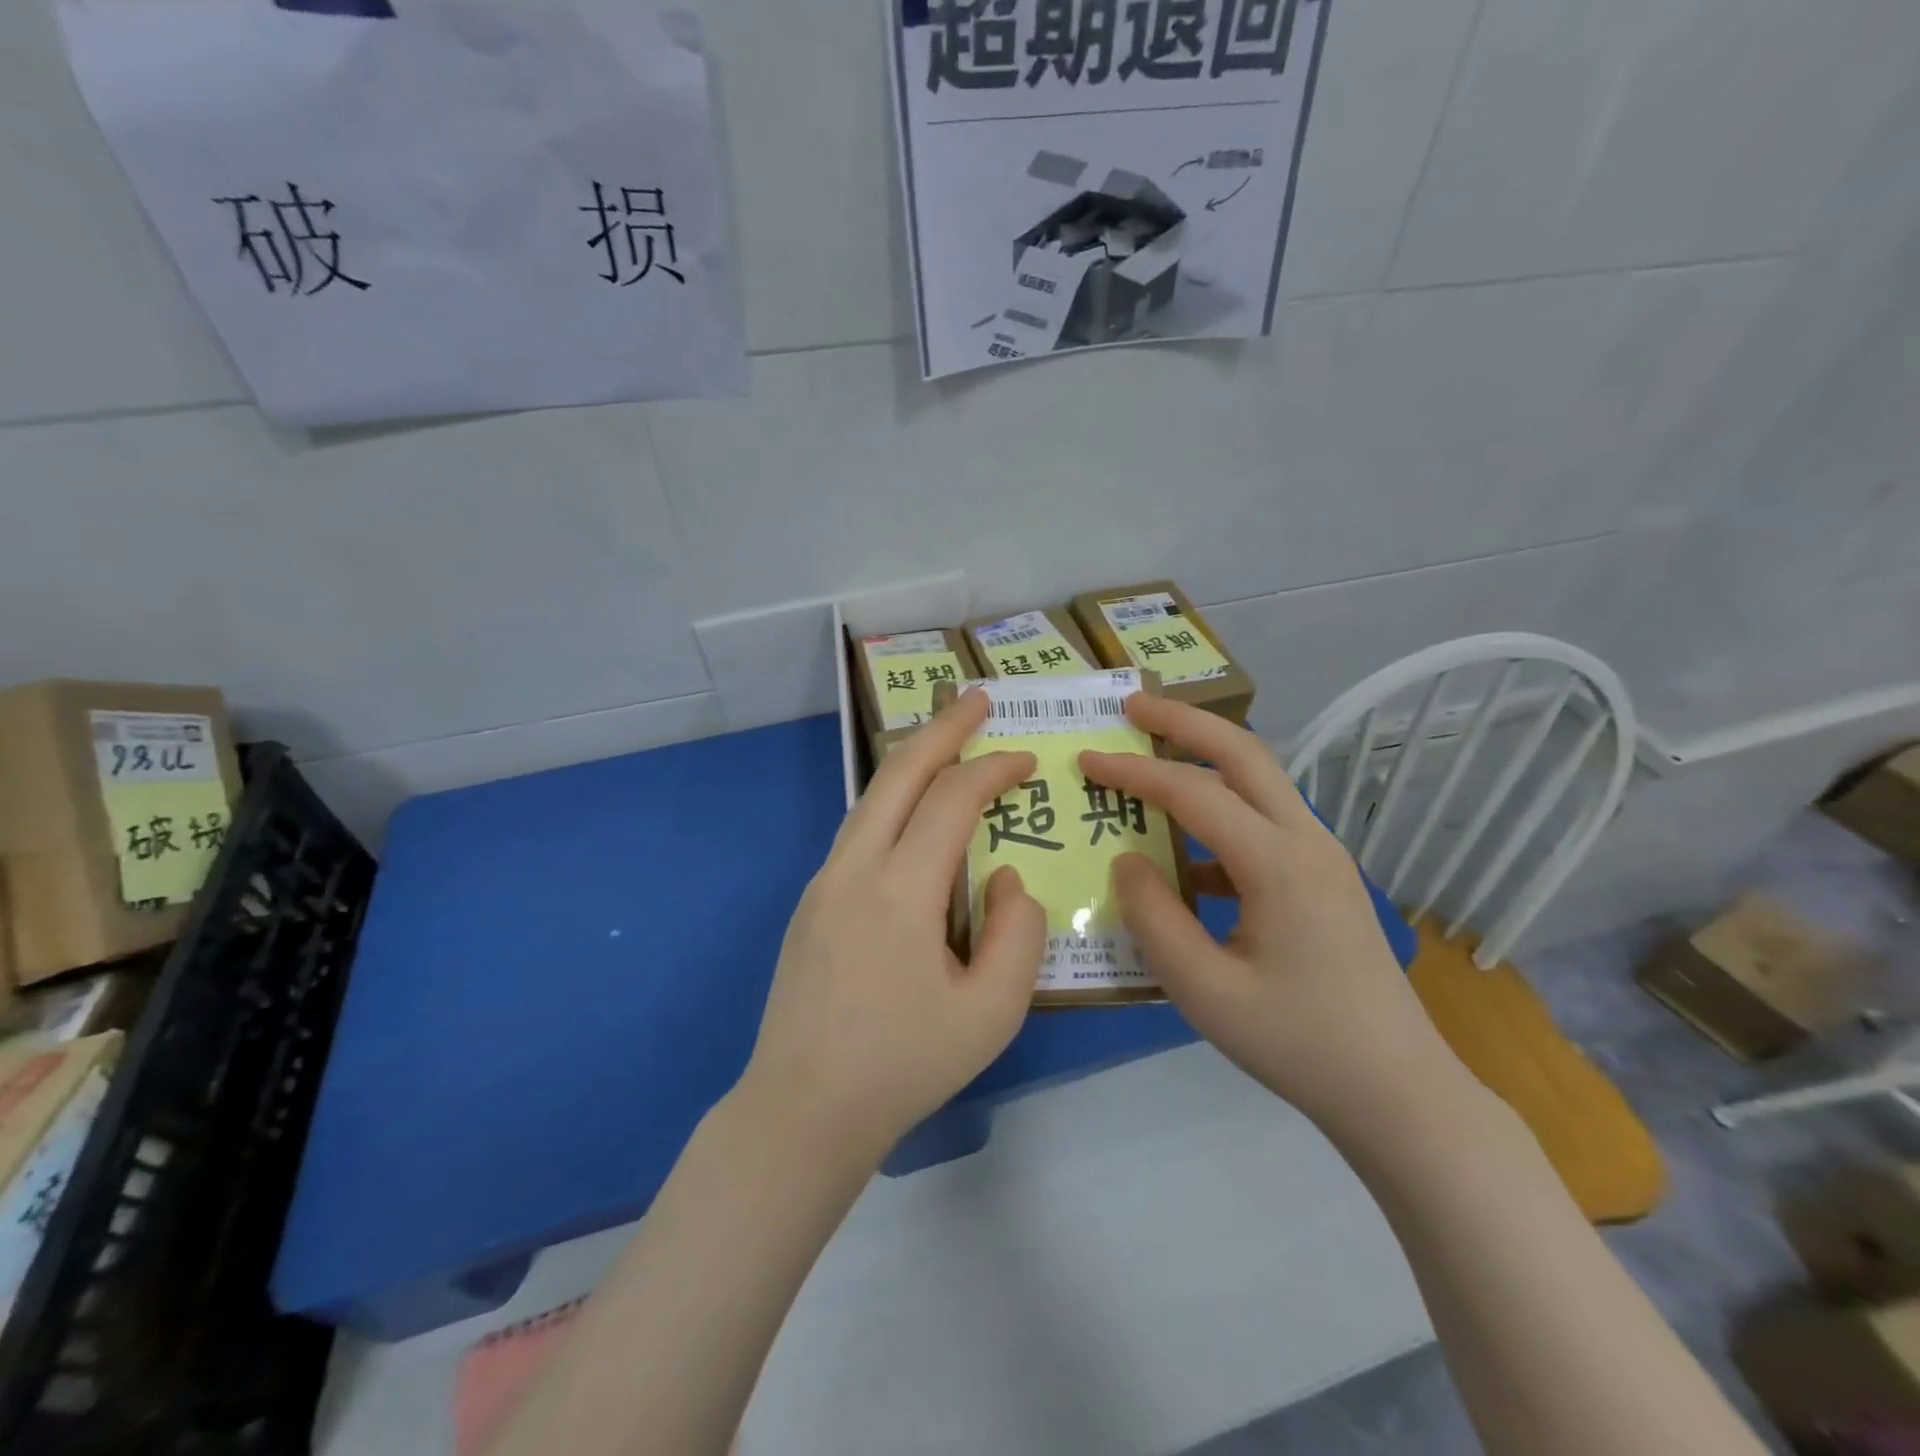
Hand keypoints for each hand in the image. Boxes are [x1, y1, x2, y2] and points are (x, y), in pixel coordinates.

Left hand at [742, 689, 1045, 1159]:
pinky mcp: (811, 902)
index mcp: (899, 890)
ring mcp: (823, 882)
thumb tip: (1005, 875)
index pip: (952, 800)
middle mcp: (853, 868)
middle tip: (976, 700)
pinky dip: (893, 802)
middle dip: (941, 728)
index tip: (1027, 759)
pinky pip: (859, 831)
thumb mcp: (992, 1011)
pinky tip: (914, 816)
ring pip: (871, 797)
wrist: (802, 1110)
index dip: (993, 770)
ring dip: (912, 761)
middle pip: (898, 773)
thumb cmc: (904, 1065)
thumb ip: (1017, 932)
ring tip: (947, 742)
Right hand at [1080, 696, 1461, 1137]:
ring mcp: (1322, 856)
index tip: (1086, 760)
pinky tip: (1184, 852)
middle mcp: (1306, 841)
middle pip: (1243, 753)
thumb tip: (1126, 861)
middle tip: (1132, 705)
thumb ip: (1154, 919)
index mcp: (1278, 863)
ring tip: (1153, 753)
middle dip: (1184, 720)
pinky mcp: (1323, 877)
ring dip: (1205, 757)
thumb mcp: (1205, 992)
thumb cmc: (1298, 1044)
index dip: (1134, 772)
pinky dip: (1220, 813)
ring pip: (1259, 781)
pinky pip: (1264, 823)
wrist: (1399, 1091)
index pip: (1193, 792)